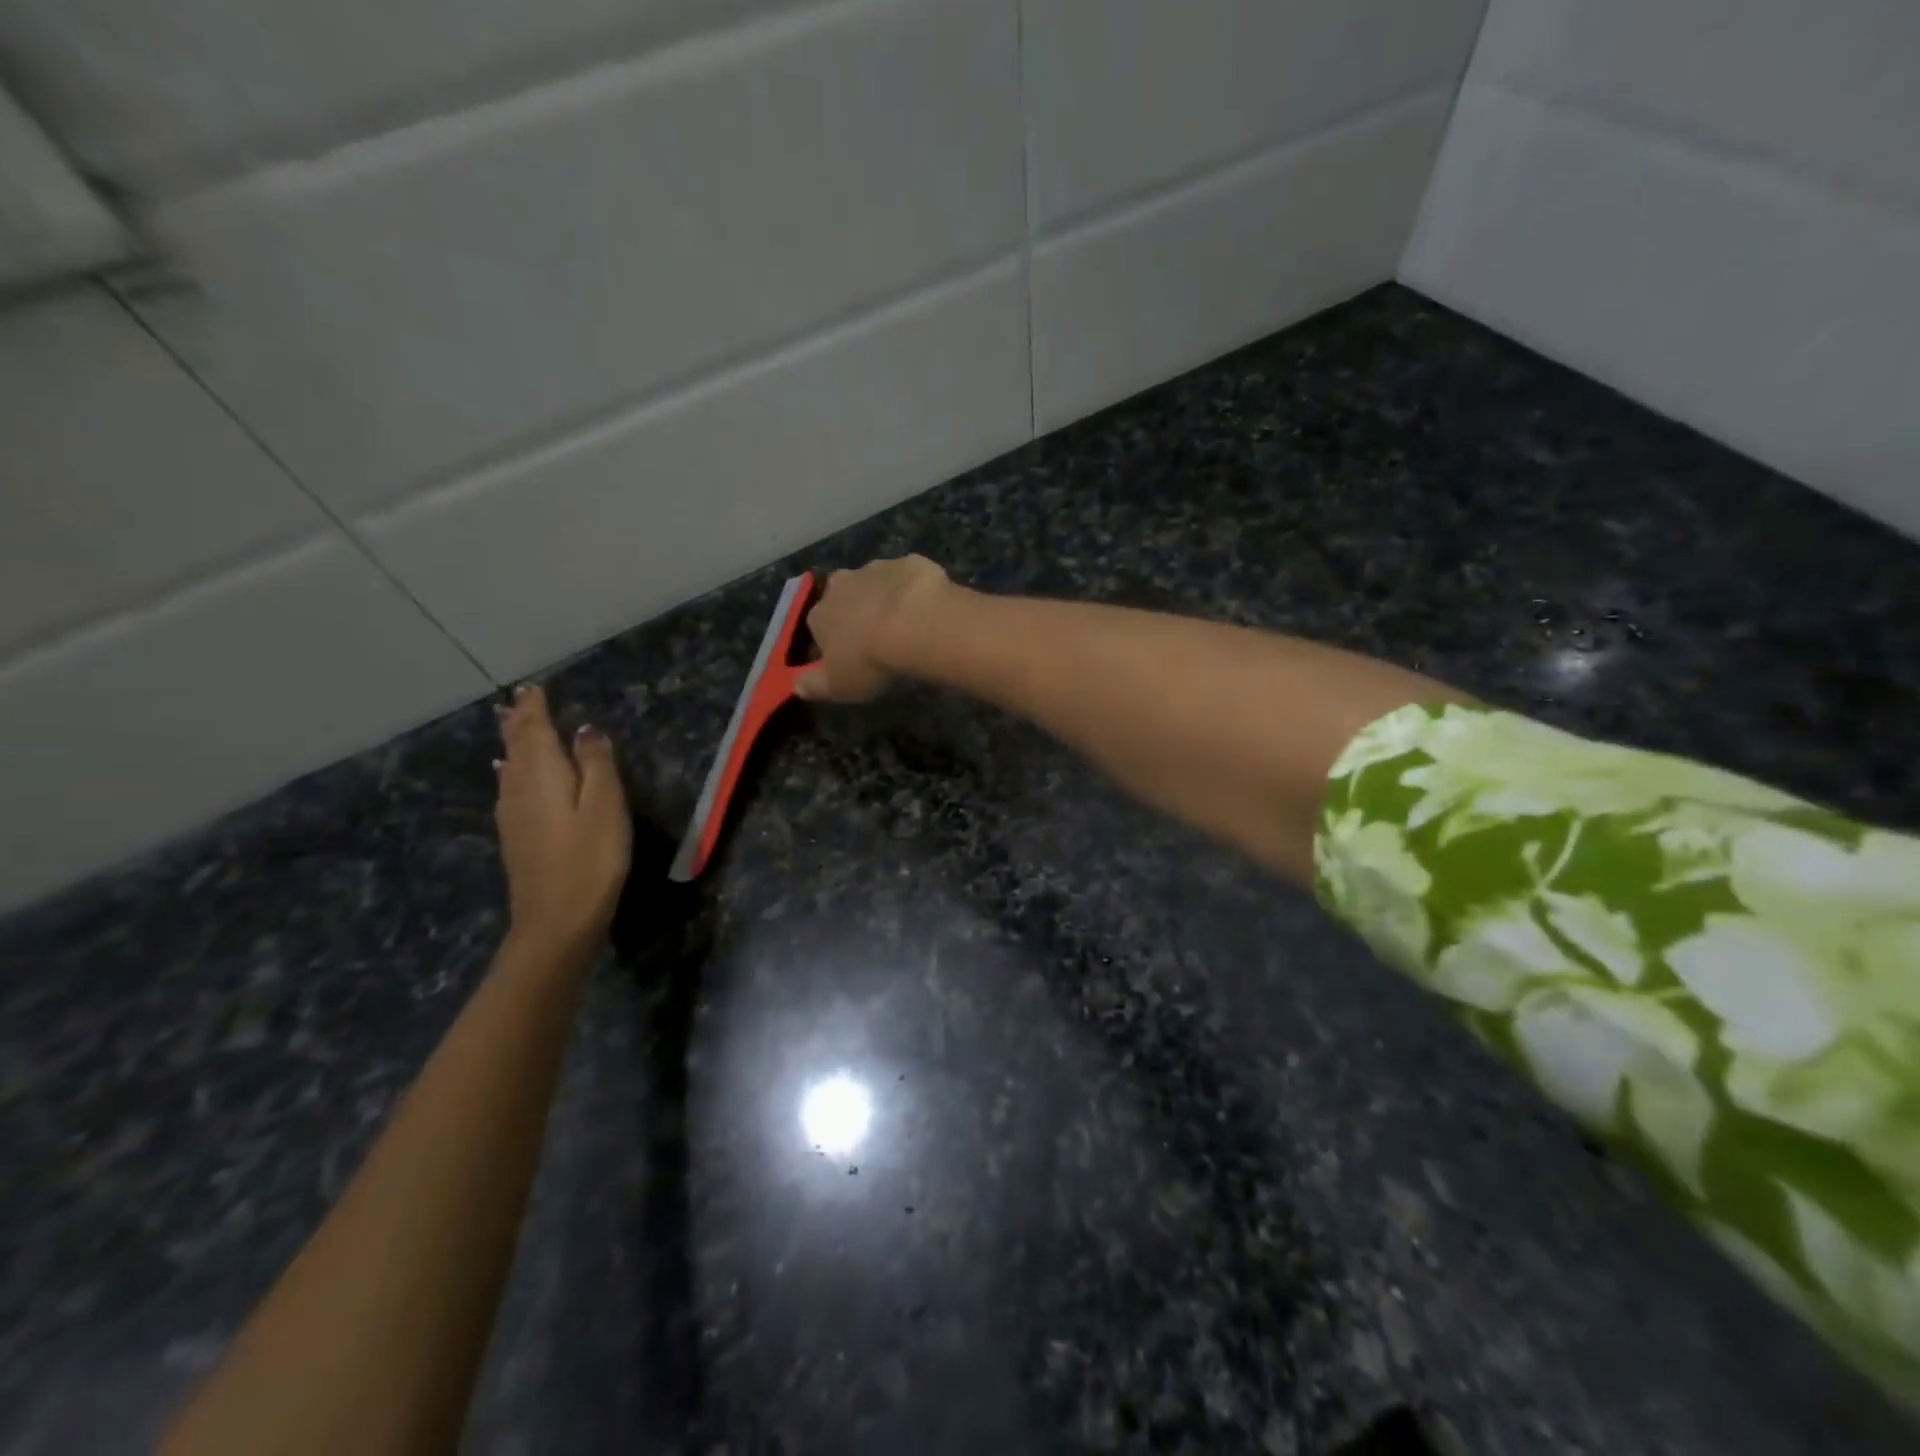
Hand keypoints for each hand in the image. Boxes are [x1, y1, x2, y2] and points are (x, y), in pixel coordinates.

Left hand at [494, 685, 630, 950]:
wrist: (557, 921)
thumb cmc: (590, 859)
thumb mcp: (605, 806)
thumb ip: (596, 764)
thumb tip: (585, 730)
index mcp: (543, 775)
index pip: (535, 730)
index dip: (535, 708)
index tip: (533, 687)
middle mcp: (519, 789)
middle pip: (516, 746)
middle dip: (519, 721)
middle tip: (520, 700)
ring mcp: (512, 815)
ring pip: (509, 767)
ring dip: (513, 743)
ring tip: (513, 726)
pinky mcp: (516, 837)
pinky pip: (509, 787)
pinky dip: (511, 770)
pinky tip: (508, 774)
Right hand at [796, 555, 950, 702]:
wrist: (916, 623)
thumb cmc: (870, 659)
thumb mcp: (838, 685)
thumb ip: (814, 686)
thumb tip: (796, 685)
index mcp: (820, 615)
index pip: (817, 629)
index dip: (831, 644)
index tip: (848, 659)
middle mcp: (840, 585)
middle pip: (843, 600)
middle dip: (855, 614)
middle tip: (876, 638)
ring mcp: (875, 569)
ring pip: (874, 584)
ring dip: (883, 599)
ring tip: (904, 624)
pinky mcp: (908, 563)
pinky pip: (907, 577)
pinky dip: (913, 590)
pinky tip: (926, 608)